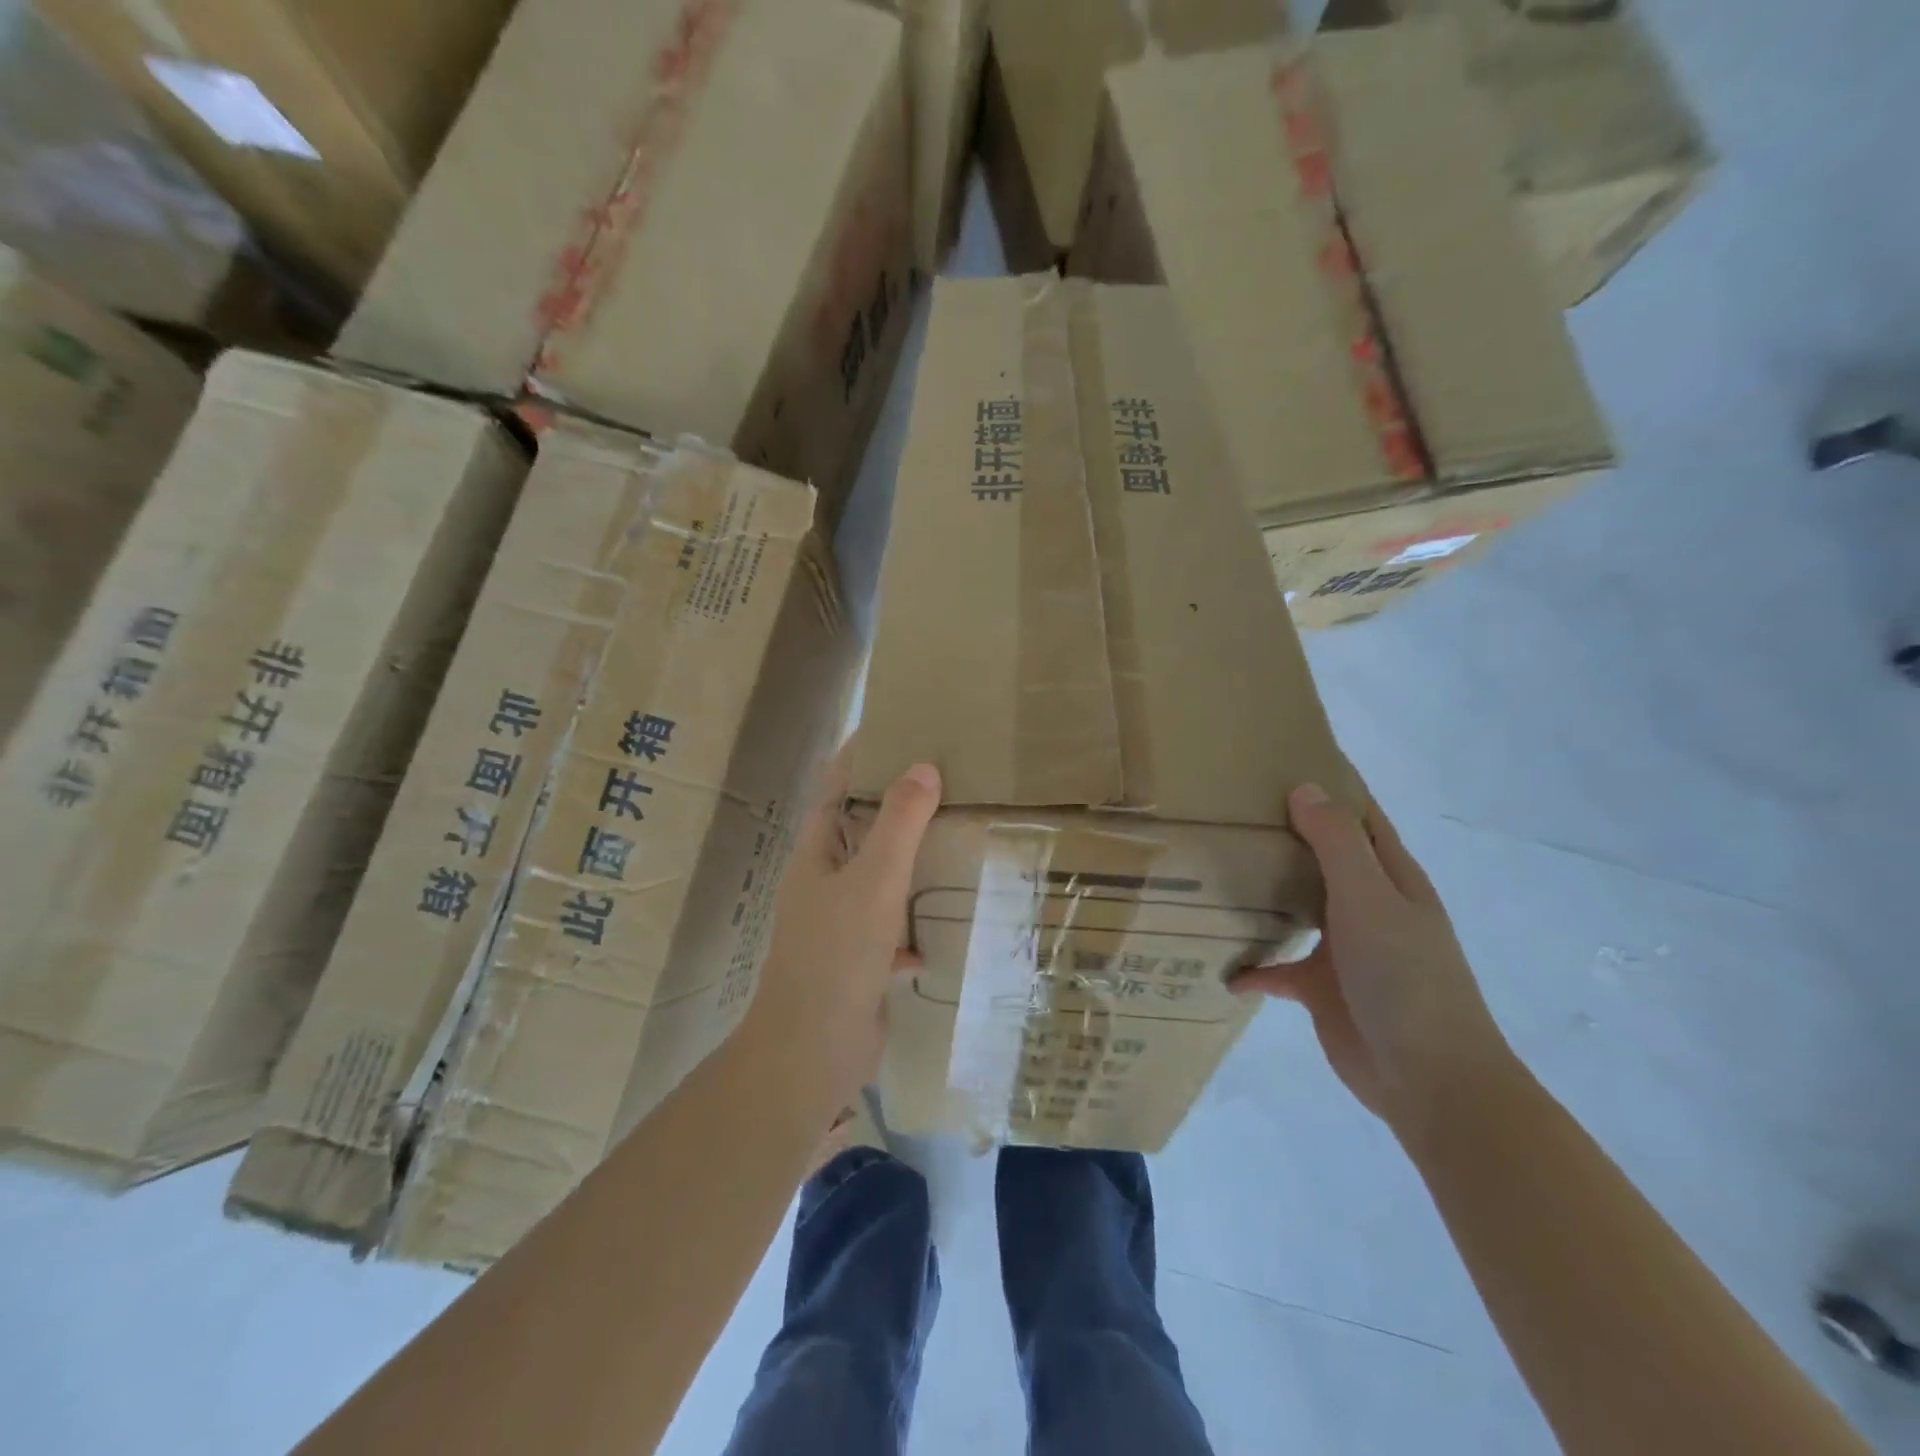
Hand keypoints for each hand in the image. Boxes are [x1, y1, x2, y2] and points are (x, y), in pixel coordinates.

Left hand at [754, 747, 941, 1111]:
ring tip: (952, 842)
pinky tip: (937, 933)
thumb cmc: (836, 954)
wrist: (812, 1051)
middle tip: (943, 781)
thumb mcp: (873, 881)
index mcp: (817, 854)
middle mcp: (823, 883)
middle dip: (894, 807)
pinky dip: (910, 927)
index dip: (859, 756)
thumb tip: (923, 767)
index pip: (835, 788)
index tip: (896, 728)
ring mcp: (838, 924)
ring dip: (907, 865)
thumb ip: (899, 824)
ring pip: (877, 881)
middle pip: (859, 831)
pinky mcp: (856, 961)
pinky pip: (889, 931)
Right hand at [1236, 785, 1512, 1136]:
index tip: (1281, 759)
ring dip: (1264, 893)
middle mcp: (1368, 906)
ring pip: (1297, 907)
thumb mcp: (1370, 899)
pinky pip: (1279, 969)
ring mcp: (1345, 949)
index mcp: (1390, 878)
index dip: (1329, 787)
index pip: (1359, 817)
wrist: (1429, 1079)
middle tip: (1229, 808)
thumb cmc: (1405, 977)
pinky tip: (1222, 964)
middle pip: (1322, 858)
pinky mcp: (1322, 989)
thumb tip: (1303, 789)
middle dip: (1284, 833)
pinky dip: (1254, 966)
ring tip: (1215, 869)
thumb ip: (1336, 843)